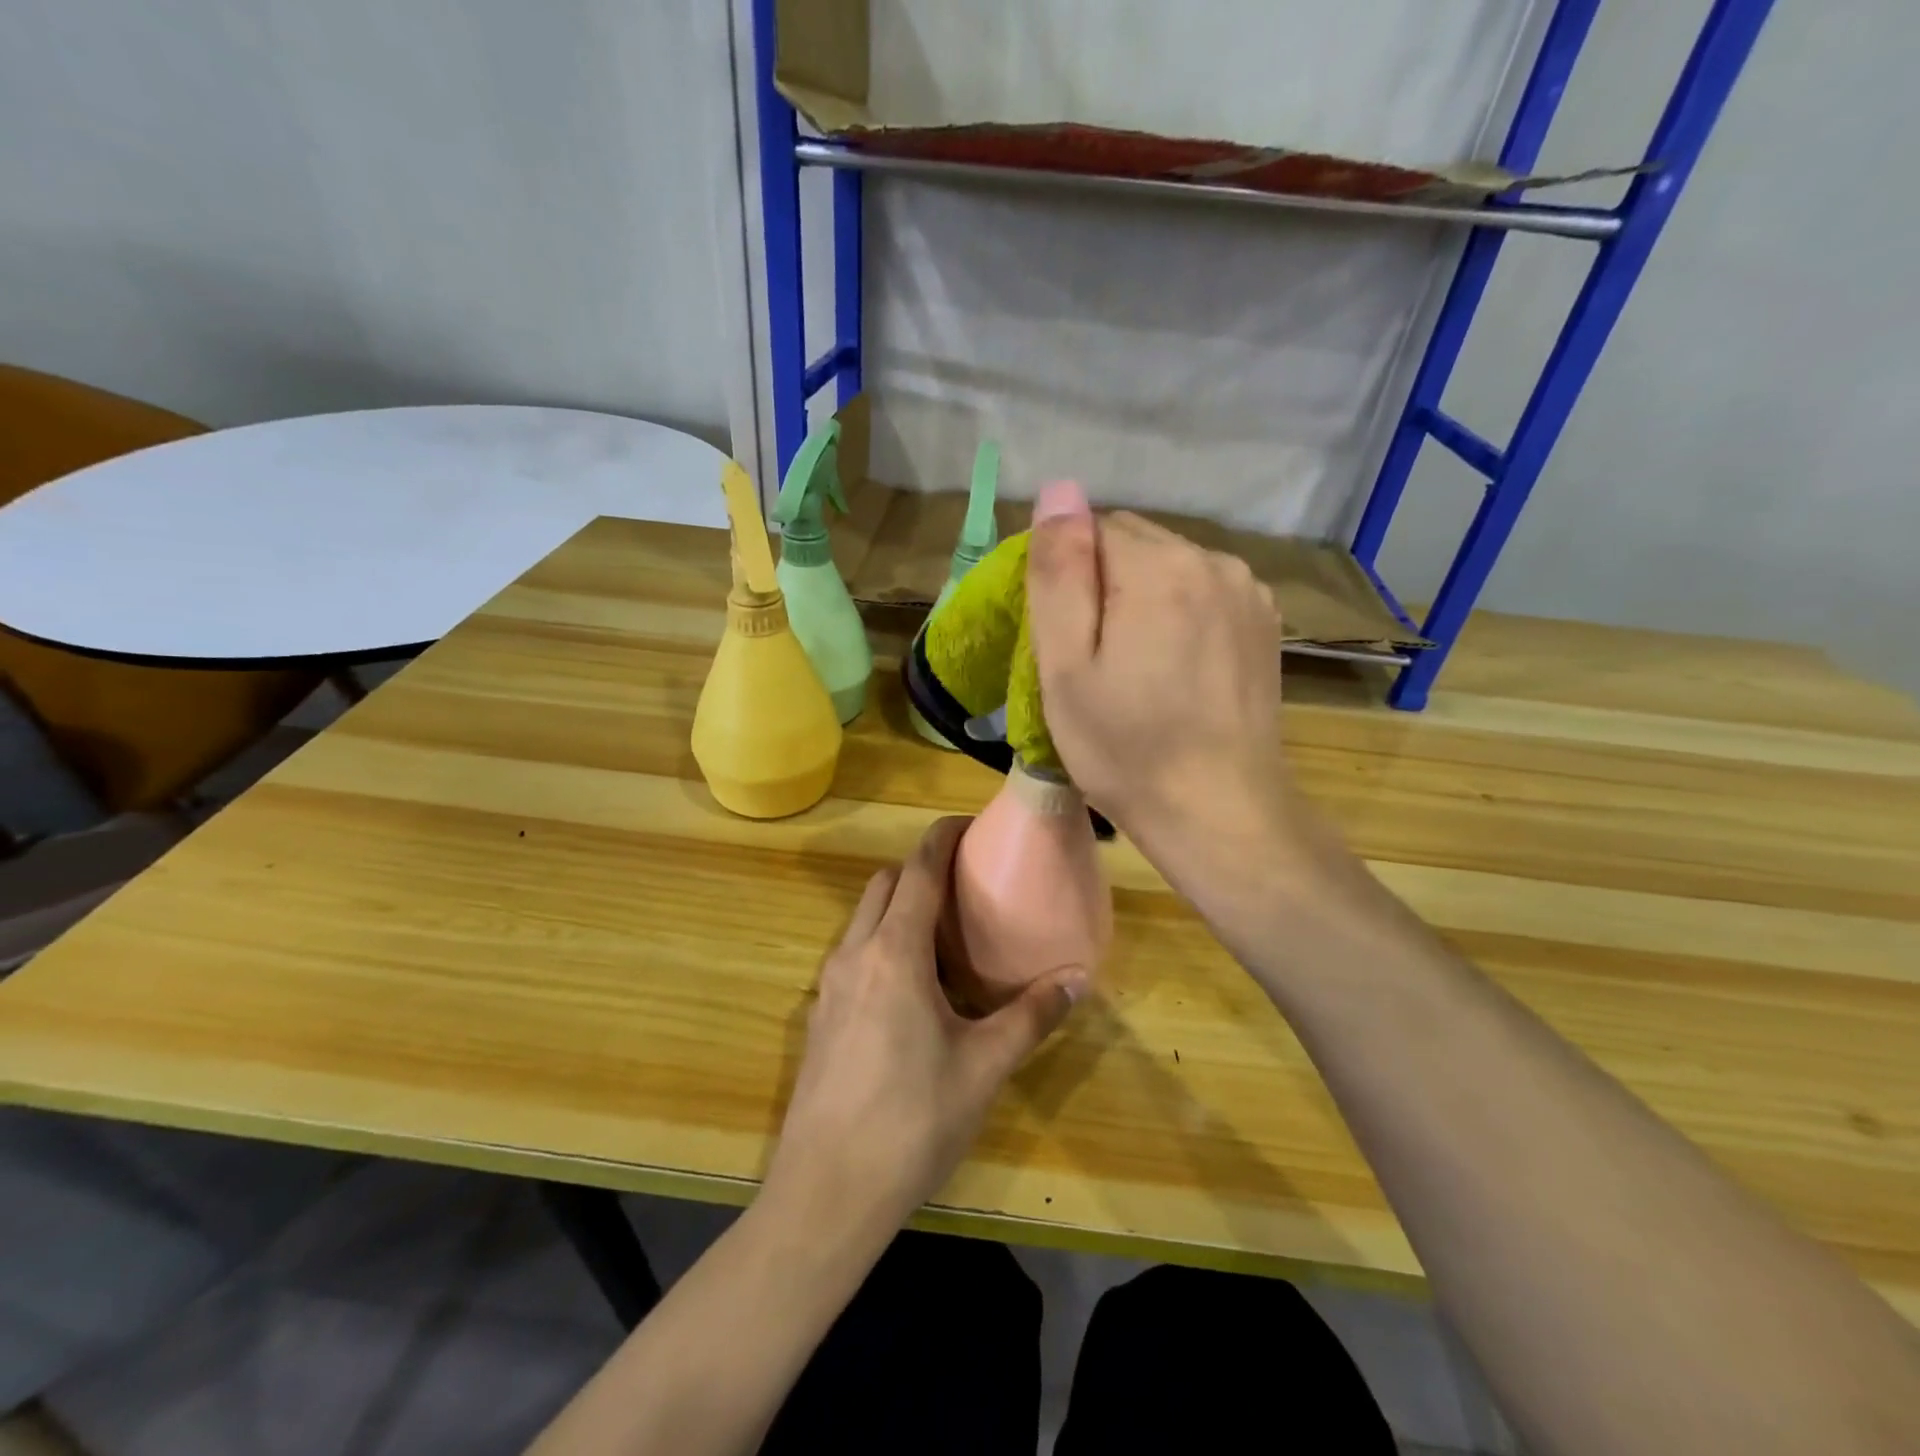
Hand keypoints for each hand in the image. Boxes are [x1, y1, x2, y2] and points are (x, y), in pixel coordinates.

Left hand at [764, 818, 1086, 1236]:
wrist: (825, 1194)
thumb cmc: (911, 1122)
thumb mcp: (983, 1067)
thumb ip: (1030, 1016)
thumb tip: (1076, 979)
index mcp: (894, 953)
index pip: (918, 871)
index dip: (941, 838)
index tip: (969, 825)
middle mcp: (855, 954)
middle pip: (884, 884)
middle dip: (921, 868)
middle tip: (965, 882)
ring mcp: (829, 985)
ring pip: (863, 918)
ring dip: (898, 905)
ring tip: (943, 931)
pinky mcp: (820, 1016)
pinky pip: (853, 953)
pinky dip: (881, 941)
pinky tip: (912, 987)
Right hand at [1025, 481, 1291, 865]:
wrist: (1221, 813)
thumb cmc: (1127, 748)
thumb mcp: (1067, 667)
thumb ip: (1059, 572)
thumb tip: (1059, 490)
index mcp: (1160, 566)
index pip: (1093, 528)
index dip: (1067, 578)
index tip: (1064, 637)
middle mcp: (1214, 561)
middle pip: (1135, 543)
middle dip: (1105, 584)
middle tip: (1094, 660)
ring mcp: (1249, 592)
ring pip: (1171, 567)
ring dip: (1143, 598)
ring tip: (1136, 669)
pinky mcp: (1266, 624)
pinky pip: (1205, 593)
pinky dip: (1180, 615)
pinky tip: (1176, 670)